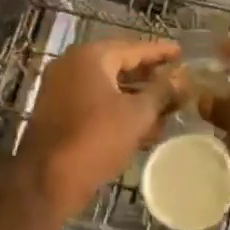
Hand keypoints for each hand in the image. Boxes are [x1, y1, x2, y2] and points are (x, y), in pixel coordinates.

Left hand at [15, 38, 181, 223]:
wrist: (46, 182)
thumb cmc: (95, 139)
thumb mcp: (137, 115)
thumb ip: (162, 92)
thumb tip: (183, 77)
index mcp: (90, 56)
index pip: (133, 47)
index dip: (160, 52)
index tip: (181, 52)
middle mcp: (72, 65)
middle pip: (119, 64)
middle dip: (149, 75)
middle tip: (176, 80)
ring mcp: (61, 89)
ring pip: (108, 86)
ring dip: (136, 96)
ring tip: (166, 106)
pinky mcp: (58, 112)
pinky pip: (95, 102)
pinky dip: (118, 109)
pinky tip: (143, 125)